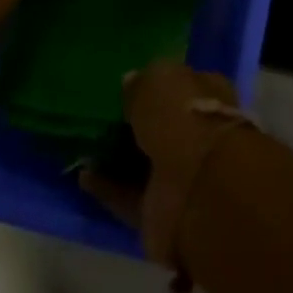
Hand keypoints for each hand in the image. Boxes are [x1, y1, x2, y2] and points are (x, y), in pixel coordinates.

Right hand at [80, 60, 255, 270]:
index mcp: (209, 95)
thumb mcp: (158, 82)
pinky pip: (127, 195)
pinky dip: (106, 187)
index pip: (183, 84)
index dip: (158, 83)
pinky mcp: (160, 210)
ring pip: (144, 161)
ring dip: (118, 156)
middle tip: (102, 114)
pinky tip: (83, 174)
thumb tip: (130, 81)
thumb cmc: (184, 117)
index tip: (128, 83)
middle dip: (137, 122)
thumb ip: (142, 82)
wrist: (197, 188)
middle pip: (164, 125)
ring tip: (85, 143)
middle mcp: (199, 134)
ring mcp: (181, 174)